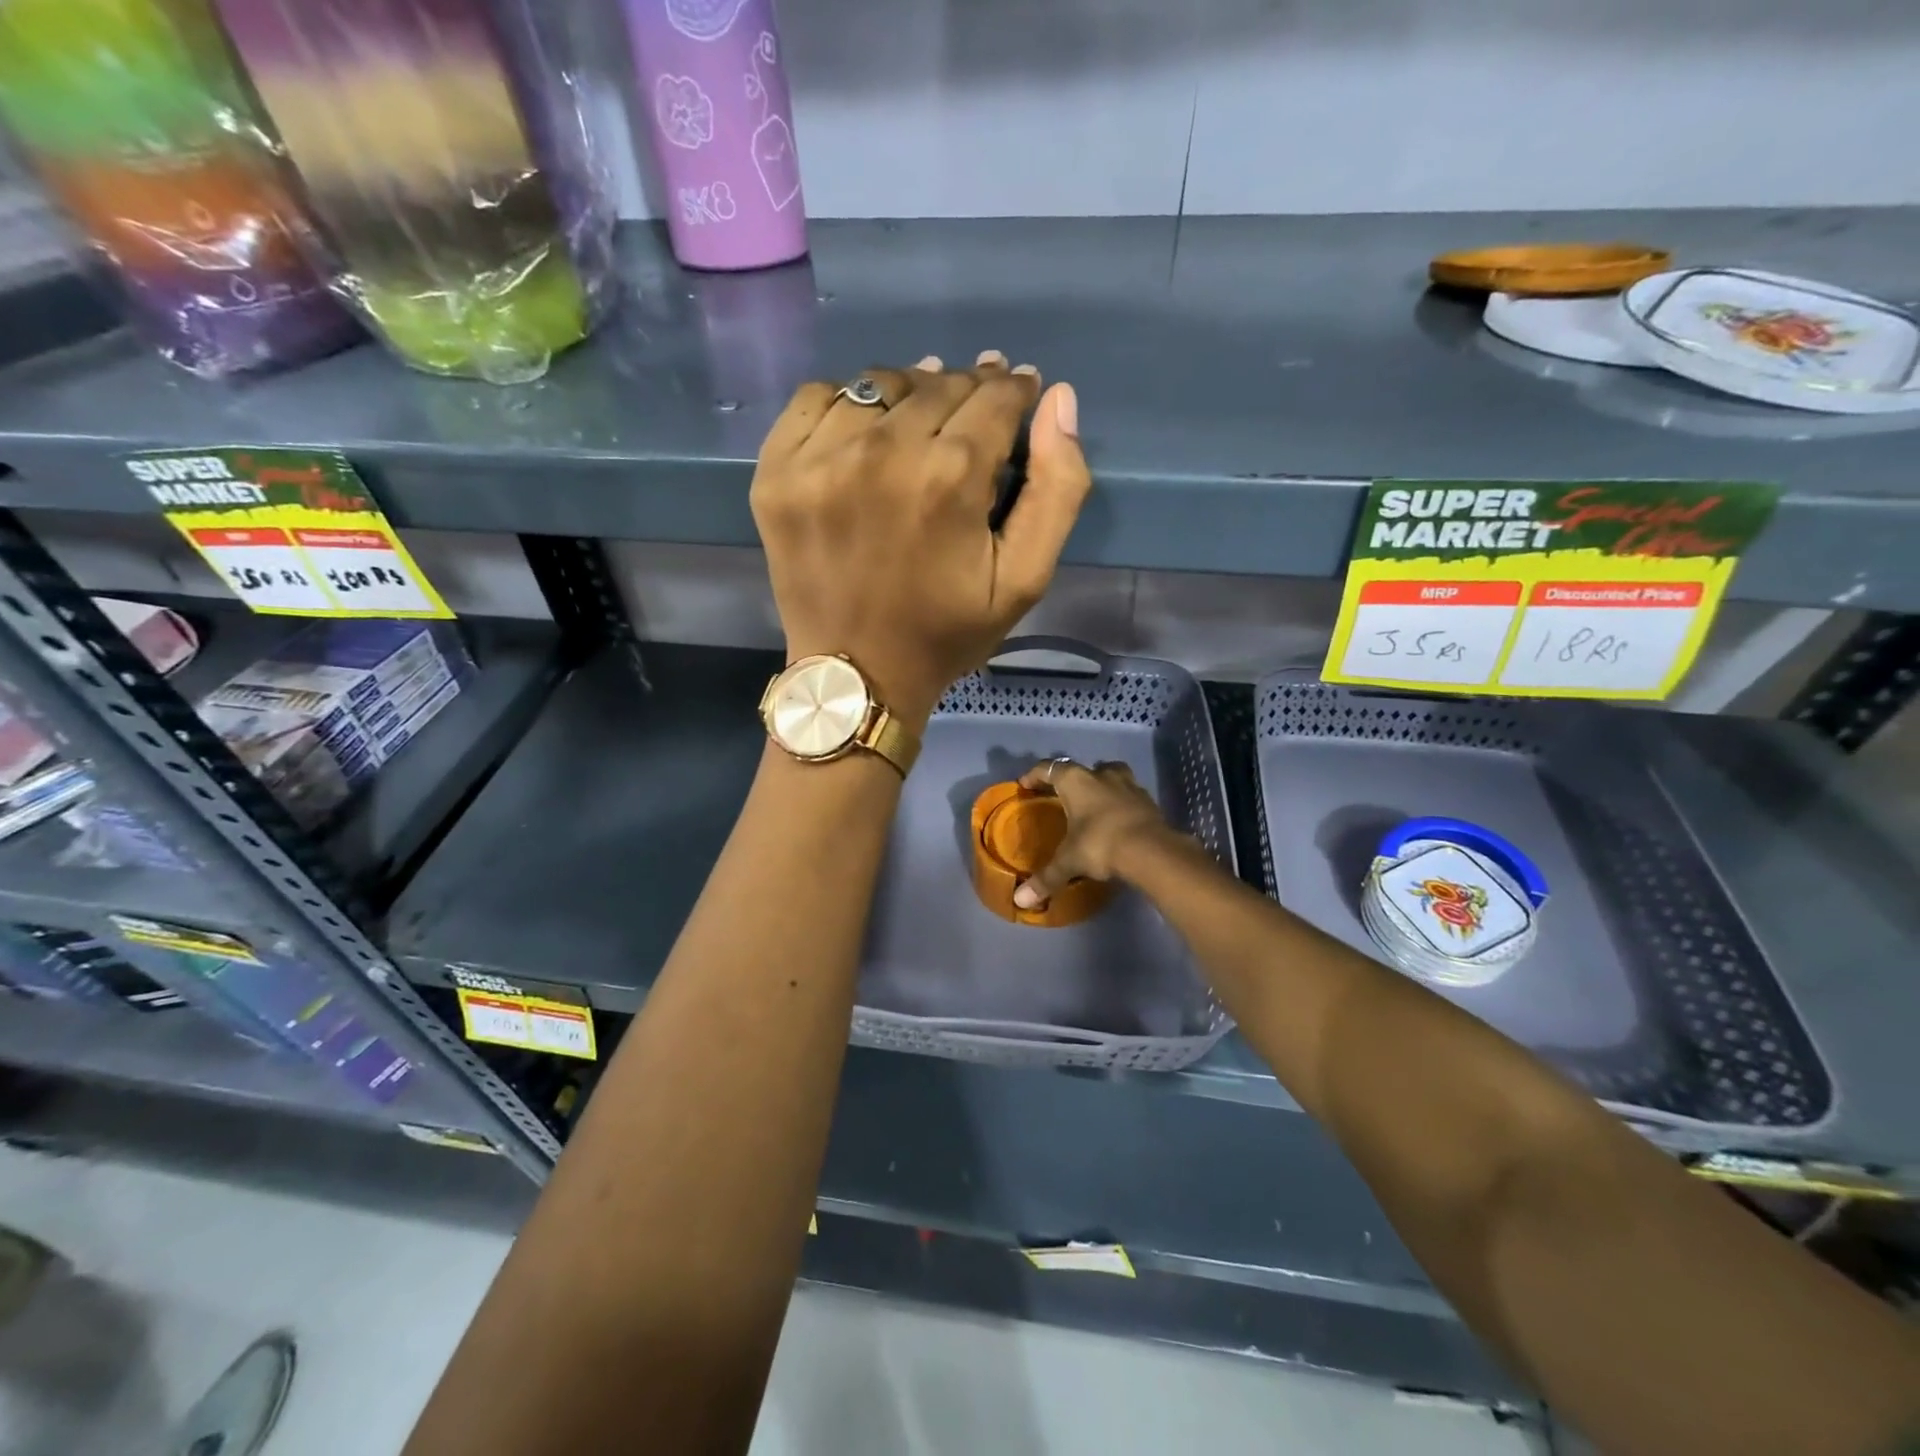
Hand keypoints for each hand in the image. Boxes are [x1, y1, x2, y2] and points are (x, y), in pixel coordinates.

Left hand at [751, 351, 1091, 727]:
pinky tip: (863, 434)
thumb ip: (1057, 488)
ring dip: (911, 393)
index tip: (1016, 397)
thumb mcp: (1024, 580)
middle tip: (973, 418)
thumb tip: (1058, 400)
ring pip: (880, 385)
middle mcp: (881, 453)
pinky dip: (846, 404)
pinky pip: (815, 398)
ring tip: (920, 423)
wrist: (857, 675)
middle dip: (968, 392)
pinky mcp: (777, 471)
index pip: (993, 396)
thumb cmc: (946, 633)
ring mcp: (819, 459)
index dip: (1013, 392)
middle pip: (939, 384)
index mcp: (950, 478)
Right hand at [1011, 760, 1174, 910]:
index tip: (1025, 784)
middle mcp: (1101, 775)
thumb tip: (1020, 901)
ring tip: (1094, 802)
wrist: (1151, 850)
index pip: (1048, 768)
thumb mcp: (1069, 862)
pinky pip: (1129, 794)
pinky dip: (1120, 802)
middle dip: (1071, 778)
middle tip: (1062, 796)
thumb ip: (1045, 879)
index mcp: (1075, 781)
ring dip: (1101, 784)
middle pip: (1082, 768)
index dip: (1034, 775)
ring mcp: (1129, 785)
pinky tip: (1117, 818)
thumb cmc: (1100, 844)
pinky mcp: (1149, 800)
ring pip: (1111, 774)